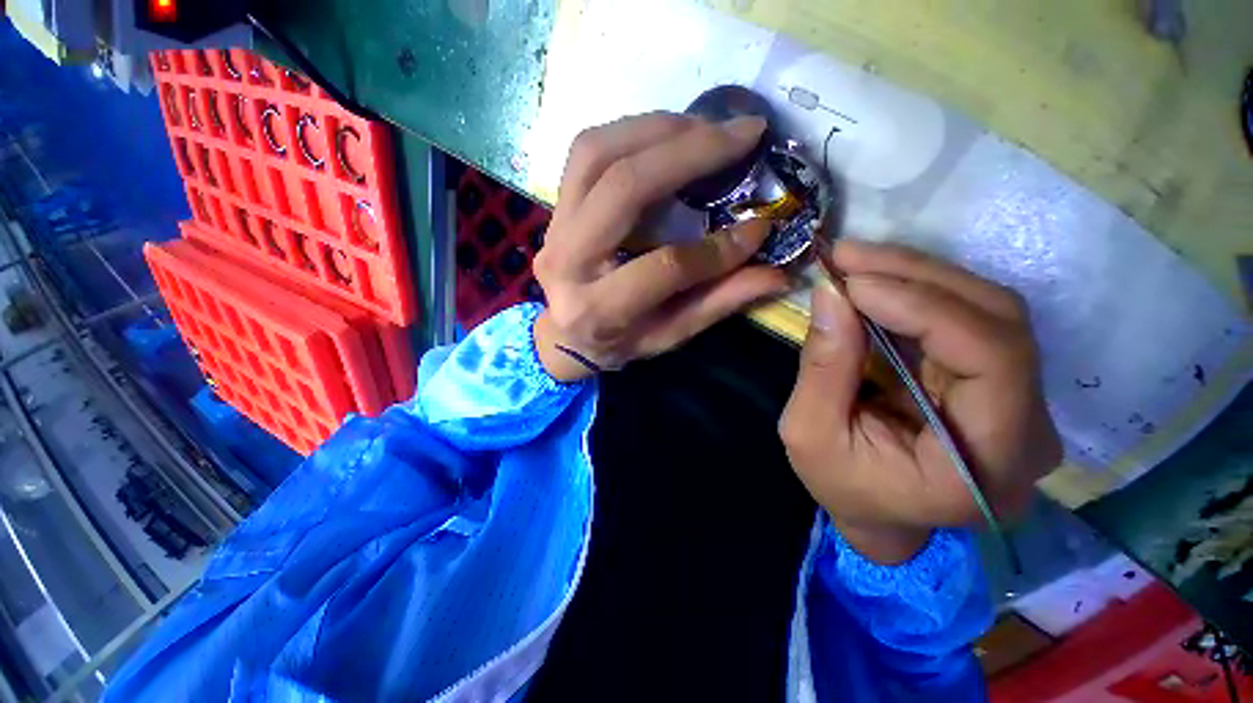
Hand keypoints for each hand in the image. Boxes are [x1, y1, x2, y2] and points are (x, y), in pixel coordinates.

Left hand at [532, 113, 789, 381]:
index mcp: (599, 310)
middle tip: (744, 134)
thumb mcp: (667, 335)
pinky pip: (586, 151)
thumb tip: (779, 274)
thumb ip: (717, 304)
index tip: (761, 227)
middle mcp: (567, 262)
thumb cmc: (617, 342)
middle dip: (690, 152)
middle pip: (623, 189)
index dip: (718, 249)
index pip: (665, 267)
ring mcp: (553, 227)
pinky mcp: (554, 207)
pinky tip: (668, 135)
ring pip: (597, 153)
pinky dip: (631, 131)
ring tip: (708, 128)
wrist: (562, 335)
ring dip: (659, 128)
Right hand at [779, 240, 1061, 563]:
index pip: (992, 358)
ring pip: (988, 310)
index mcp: (987, 464)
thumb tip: (831, 294)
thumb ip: (823, 368)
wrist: (881, 516)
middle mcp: (1028, 429)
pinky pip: (968, 319)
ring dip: (917, 275)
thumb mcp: (811, 434)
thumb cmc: (843, 487)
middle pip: (998, 321)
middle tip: (848, 255)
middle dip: (917, 276)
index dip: (925, 307)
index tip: (852, 283)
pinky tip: (877, 281)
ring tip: (856, 261)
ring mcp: (1021, 401)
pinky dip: (919, 292)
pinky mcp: (997, 381)